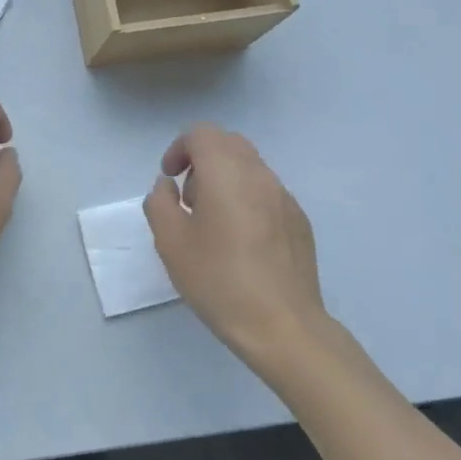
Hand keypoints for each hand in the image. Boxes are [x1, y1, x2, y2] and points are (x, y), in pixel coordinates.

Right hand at [144, 125, 329, 370]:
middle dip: (203, 160)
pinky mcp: (299, 221)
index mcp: (226, 173)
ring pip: (250, 167)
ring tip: (213, 223)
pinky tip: (241, 242)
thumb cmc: (218, 280)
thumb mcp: (170, 243)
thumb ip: (160, 203)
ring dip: (225, 179)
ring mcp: (285, 198)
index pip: (202, 133)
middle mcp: (260, 175)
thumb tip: (168, 186)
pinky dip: (247, 199)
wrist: (282, 325)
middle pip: (228, 144)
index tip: (170, 178)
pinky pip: (267, 193)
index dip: (180, 148)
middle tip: (189, 199)